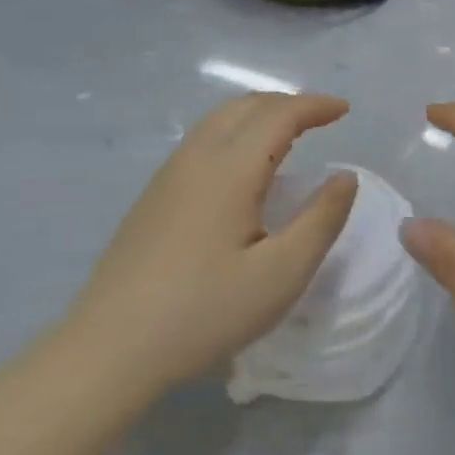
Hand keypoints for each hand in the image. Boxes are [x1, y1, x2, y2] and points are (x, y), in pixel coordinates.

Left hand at [68, 93, 357, 388]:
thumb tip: (345, 177)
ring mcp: (167, 178)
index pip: (278, 115)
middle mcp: (195, 160)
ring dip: (259, 116)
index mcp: (229, 170)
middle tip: (322, 119)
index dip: (315, 106)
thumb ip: (321, 220)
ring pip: (218, 122)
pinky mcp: (152, 199)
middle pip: (244, 107)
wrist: (109, 350)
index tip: (345, 110)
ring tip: (290, 135)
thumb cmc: (205, 312)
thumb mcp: (282, 274)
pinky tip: (245, 168)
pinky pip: (202, 142)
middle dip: (288, 103)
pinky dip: (236, 134)